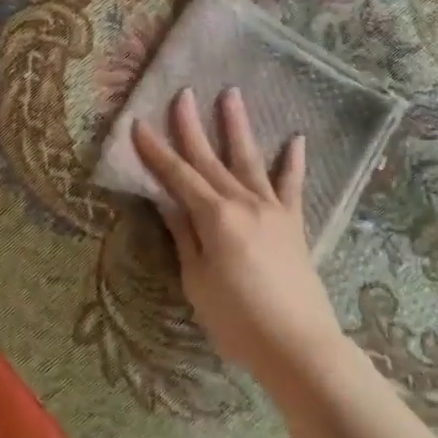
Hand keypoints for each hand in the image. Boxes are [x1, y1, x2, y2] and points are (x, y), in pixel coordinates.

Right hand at [132, 88, 346, 388]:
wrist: (298, 345)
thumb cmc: (238, 320)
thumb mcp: (197, 281)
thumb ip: (185, 236)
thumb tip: (167, 201)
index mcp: (215, 217)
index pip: (178, 176)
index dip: (156, 151)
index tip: (139, 124)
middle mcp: (243, 202)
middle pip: (210, 158)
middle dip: (192, 125)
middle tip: (183, 92)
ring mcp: (272, 209)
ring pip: (250, 159)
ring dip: (238, 126)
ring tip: (232, 94)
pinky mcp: (294, 222)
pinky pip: (292, 185)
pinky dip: (293, 161)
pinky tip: (296, 138)